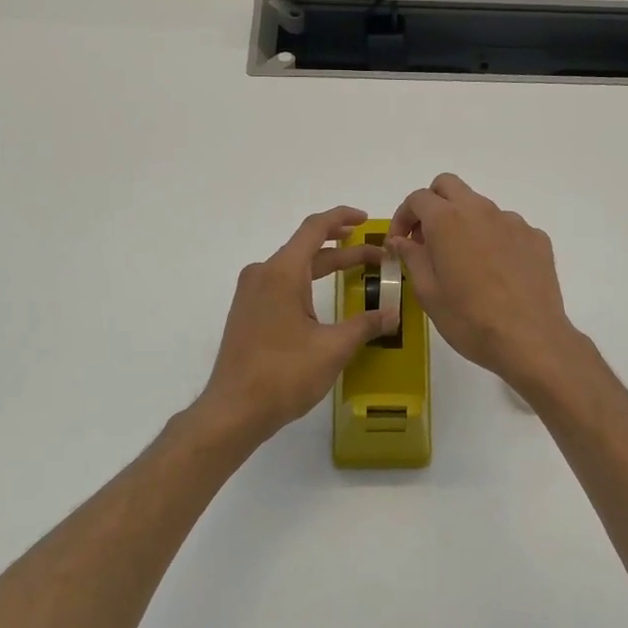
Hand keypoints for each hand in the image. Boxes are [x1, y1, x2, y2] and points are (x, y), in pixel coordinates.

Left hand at [197, 206, 401, 445]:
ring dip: (325, 266)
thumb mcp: (333, 348)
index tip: (366, 220)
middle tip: (376, 256)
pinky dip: (307, 282)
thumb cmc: (284, 374)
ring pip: (293, 267)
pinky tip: (324, 298)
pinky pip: (281, 284)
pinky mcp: (247, 312)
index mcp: (281, 273)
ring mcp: (251, 294)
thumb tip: (393, 314)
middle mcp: (262, 274)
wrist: (234, 410)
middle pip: (306, 248)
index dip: (341, 218)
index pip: (314, 229)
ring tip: (356, 271)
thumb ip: (365, 325)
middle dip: (343, 250)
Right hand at [387, 174, 586, 396]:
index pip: (418, 198)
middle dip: (432, 205)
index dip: (403, 217)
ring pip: (480, 207)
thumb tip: (401, 240)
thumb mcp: (428, 293)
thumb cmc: (469, 319)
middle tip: (427, 240)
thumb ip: (412, 257)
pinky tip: (496, 273)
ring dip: (464, 223)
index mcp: (448, 220)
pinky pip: (507, 228)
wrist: (531, 340)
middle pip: (449, 186)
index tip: (400, 243)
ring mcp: (513, 222)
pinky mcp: (536, 238)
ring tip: (464, 263)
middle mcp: (481, 210)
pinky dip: (493, 239)